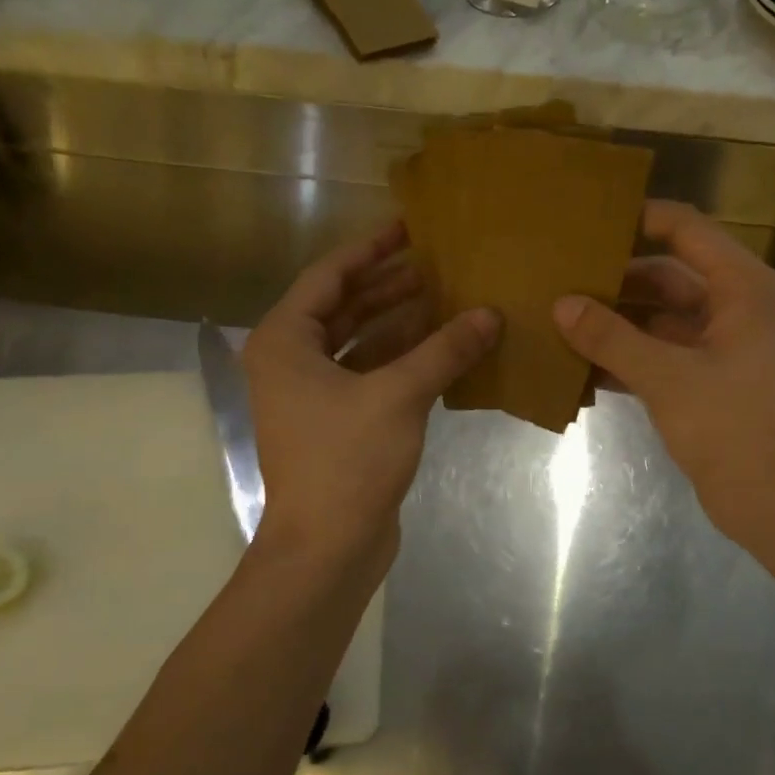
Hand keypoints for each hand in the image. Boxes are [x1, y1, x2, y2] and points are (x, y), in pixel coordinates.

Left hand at [242, 223, 499, 576]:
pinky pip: (371, 375)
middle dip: (389, 286)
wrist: (327, 545)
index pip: (328, 277)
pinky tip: (441, 348)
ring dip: (400, 323)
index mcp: (285, 342)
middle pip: (344, 308)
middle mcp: (292, 362)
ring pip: (360, 343)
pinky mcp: (338, 423)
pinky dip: (402, 360)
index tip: (408, 228)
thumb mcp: (399, 395)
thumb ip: (444, 350)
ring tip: (446, 298)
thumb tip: (490, 314)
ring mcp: (314, 395)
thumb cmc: (347, 460)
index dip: (370, 250)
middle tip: (436, 263)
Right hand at [554, 201, 774, 530]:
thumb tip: (562, 305)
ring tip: (559, 316)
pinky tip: (578, 363)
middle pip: (666, 276)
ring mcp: (719, 347)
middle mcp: (733, 307)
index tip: (586, 221)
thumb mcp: (665, 376)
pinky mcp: (705, 382)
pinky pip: (658, 355)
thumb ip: (611, 337)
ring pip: (658, 319)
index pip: (685, 229)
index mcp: (740, 287)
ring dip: (615, 321)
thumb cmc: (730, 425)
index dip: (638, 219)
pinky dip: (625, 357)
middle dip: (616, 278)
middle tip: (559, 274)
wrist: (773, 499)